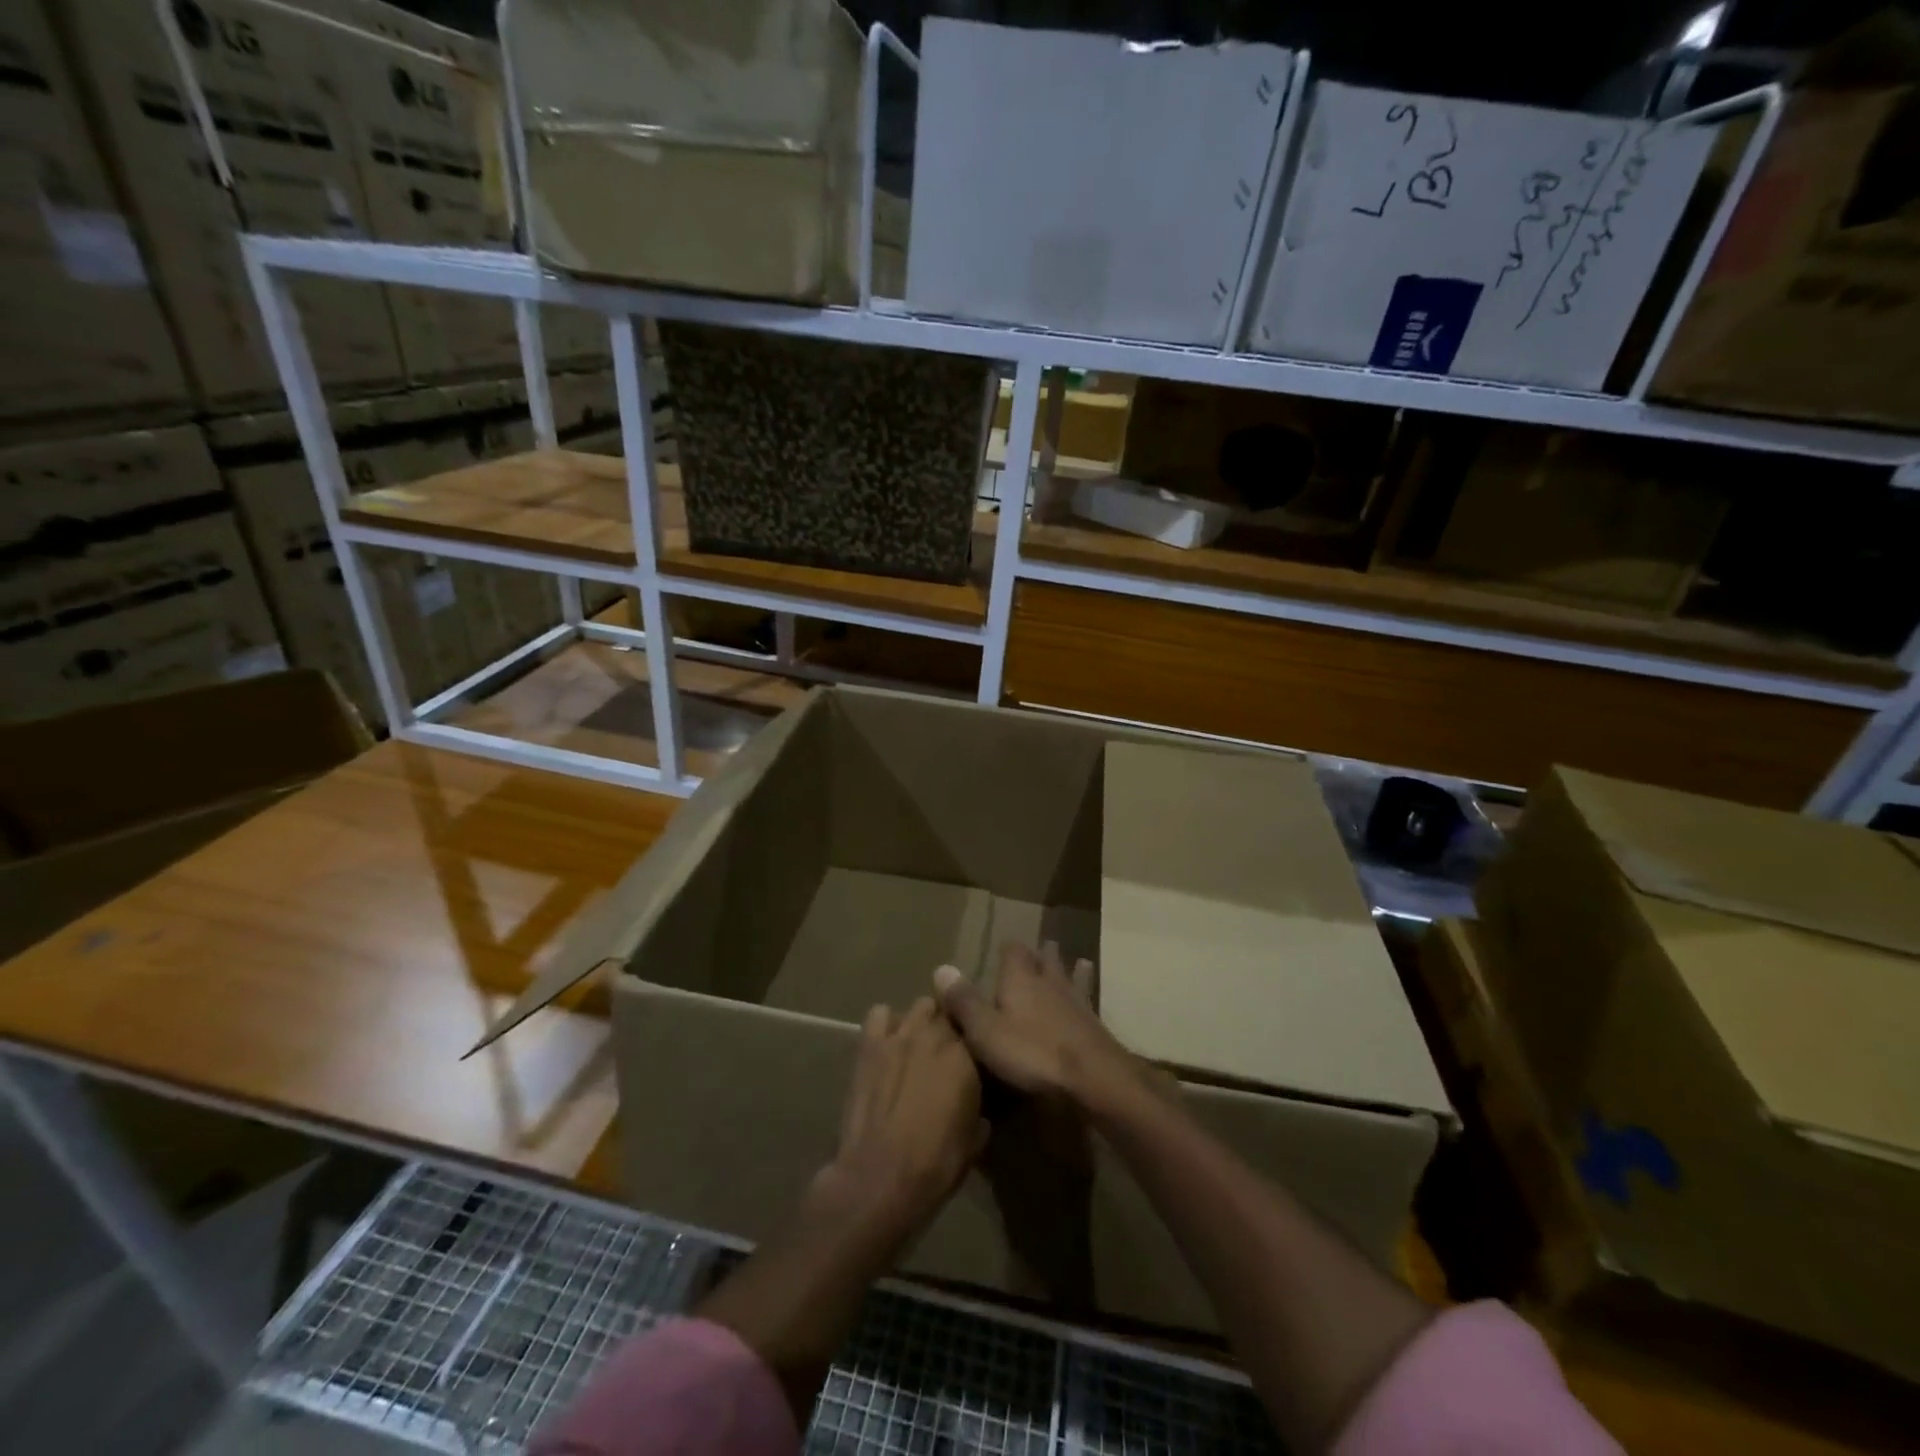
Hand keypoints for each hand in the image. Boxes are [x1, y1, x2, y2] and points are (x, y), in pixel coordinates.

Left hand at [810, 998, 984, 1243]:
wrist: (879, 1178)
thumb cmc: (935, 1165)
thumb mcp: (974, 1141)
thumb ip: (980, 1111)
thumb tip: (980, 1109)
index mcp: (967, 1057)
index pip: (978, 1027)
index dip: (975, 1040)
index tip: (973, 1055)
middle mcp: (937, 1035)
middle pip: (949, 1011)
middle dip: (949, 1027)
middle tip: (945, 1052)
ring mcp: (901, 1035)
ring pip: (920, 1006)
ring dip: (922, 1021)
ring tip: (917, 1044)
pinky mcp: (870, 1044)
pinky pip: (879, 1014)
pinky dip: (885, 1023)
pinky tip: (887, 1043)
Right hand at [934, 942, 1145, 1112]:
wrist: (1093, 1077)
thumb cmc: (1032, 1052)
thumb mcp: (986, 1030)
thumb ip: (964, 1001)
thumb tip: (941, 967)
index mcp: (1020, 979)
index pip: (1013, 951)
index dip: (1008, 948)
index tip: (1004, 946)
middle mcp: (1049, 982)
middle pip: (1046, 959)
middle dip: (1041, 954)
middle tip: (1041, 947)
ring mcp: (1076, 1002)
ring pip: (1071, 977)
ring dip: (1071, 970)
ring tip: (1078, 962)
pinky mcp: (1094, 1025)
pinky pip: (1088, 1003)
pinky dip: (1086, 999)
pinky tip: (1090, 1003)